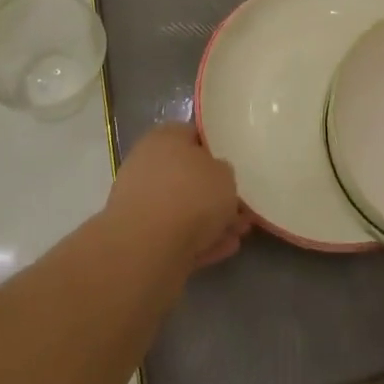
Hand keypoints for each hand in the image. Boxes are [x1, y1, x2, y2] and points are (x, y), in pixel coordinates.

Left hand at [106, 125, 250, 270]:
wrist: (146, 249)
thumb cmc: (190, 196)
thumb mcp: (225, 174)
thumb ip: (224, 172)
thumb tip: (217, 177)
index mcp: (165, 138)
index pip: (193, 134)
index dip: (216, 149)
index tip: (236, 165)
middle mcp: (149, 165)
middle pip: (189, 175)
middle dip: (216, 192)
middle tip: (243, 207)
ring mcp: (142, 203)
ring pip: (184, 208)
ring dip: (211, 219)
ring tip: (240, 232)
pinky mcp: (141, 238)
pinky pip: (178, 234)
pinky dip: (200, 240)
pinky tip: (225, 248)